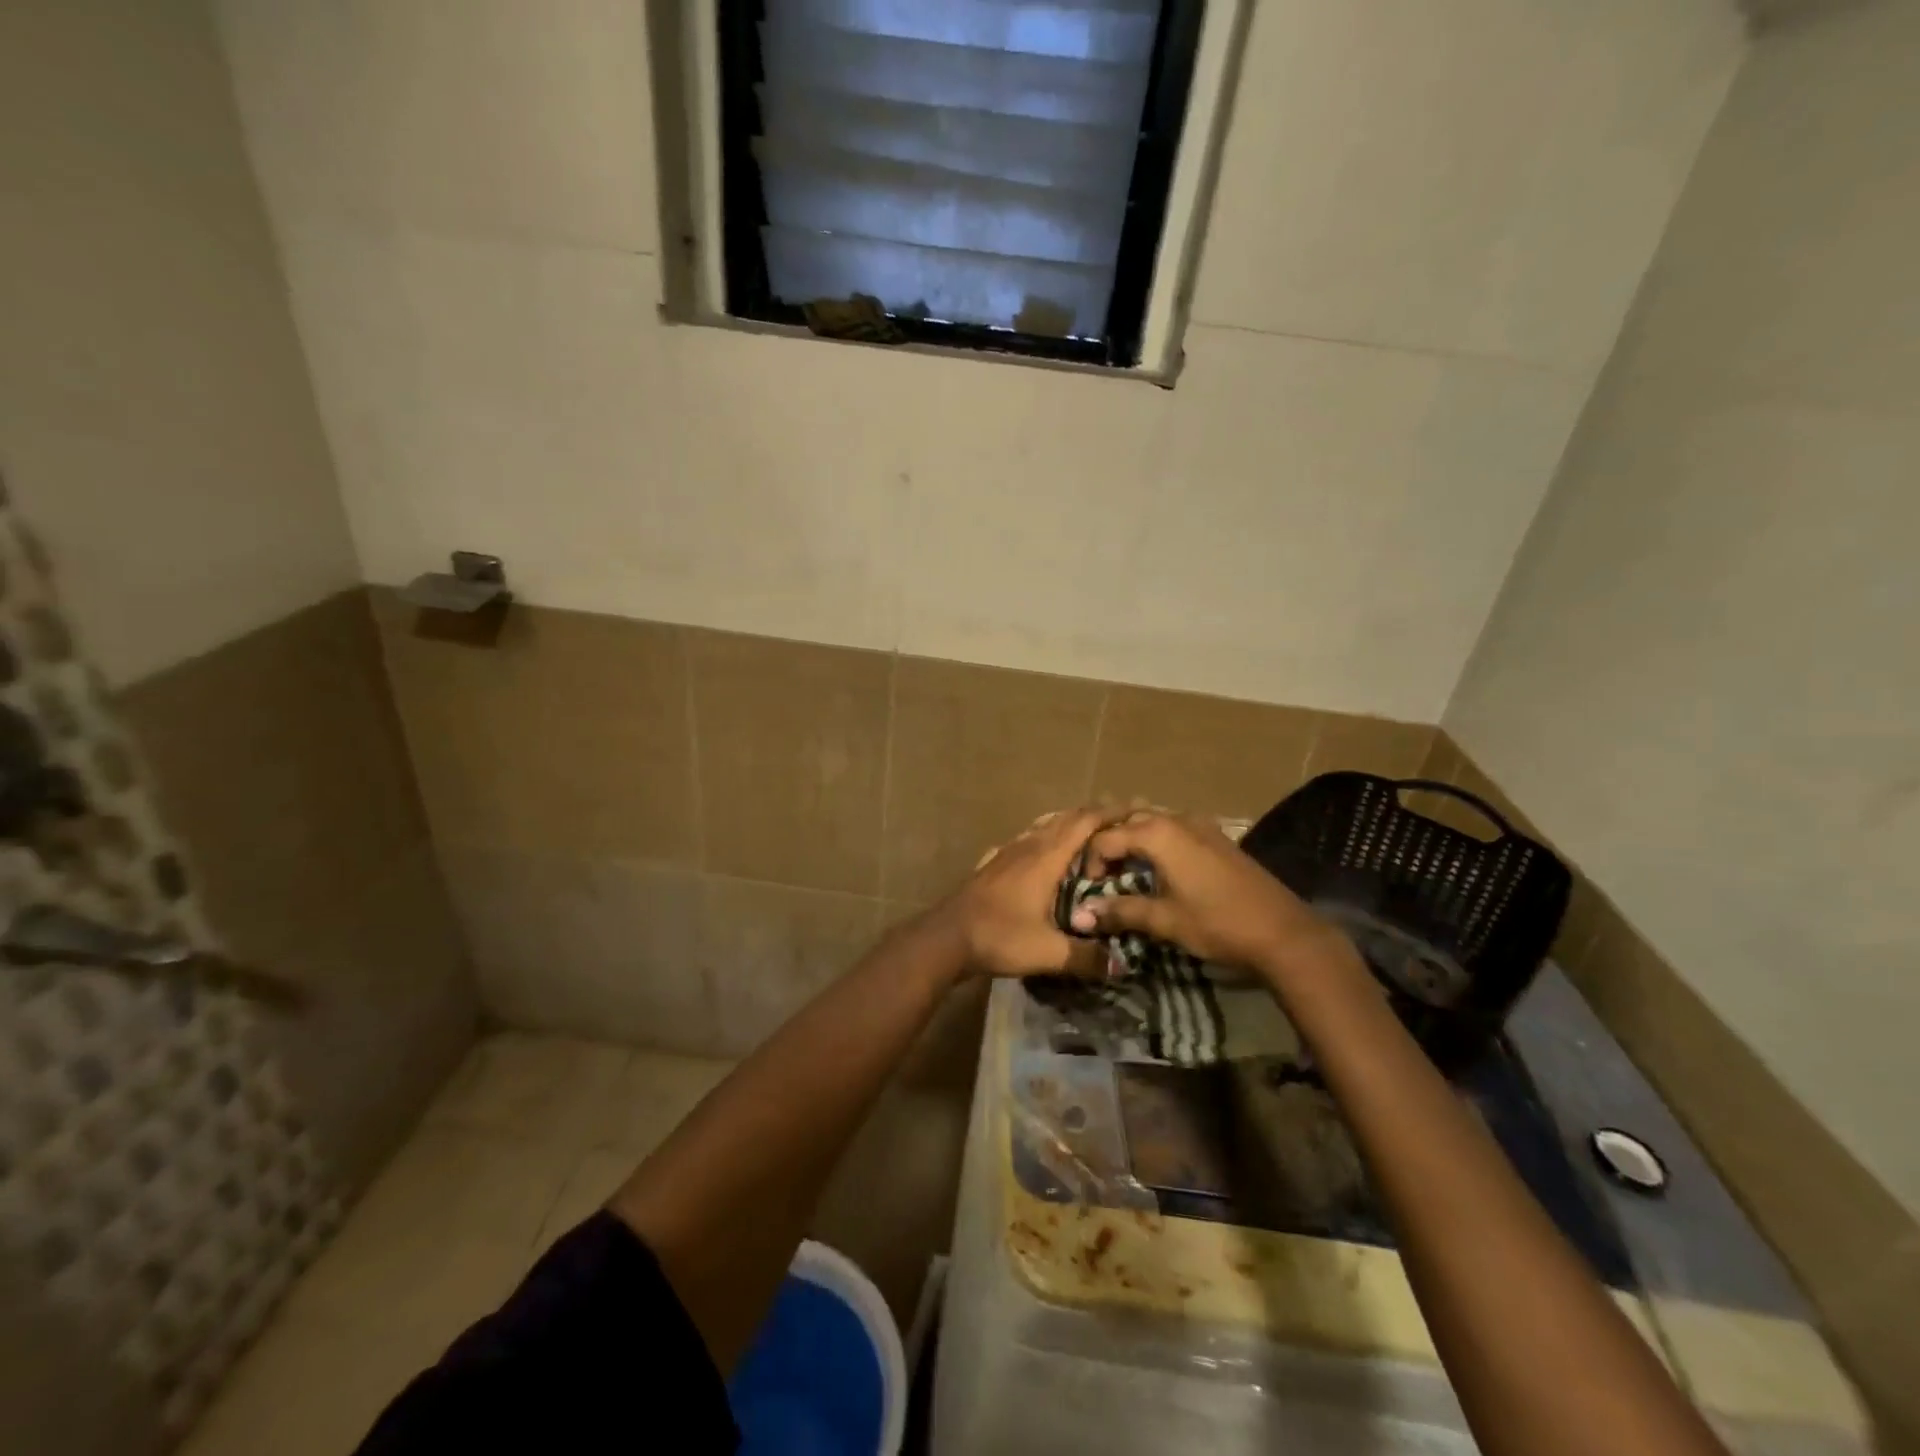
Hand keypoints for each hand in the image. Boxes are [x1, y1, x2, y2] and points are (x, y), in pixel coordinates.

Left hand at [930, 808, 1110, 979]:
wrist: (946, 936)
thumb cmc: (1000, 936)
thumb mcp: (1048, 952)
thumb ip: (1086, 957)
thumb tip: (1122, 966)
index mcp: (1046, 858)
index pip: (1083, 823)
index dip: (1110, 813)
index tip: (1135, 809)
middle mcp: (1028, 846)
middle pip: (1064, 818)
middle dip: (1093, 815)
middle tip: (1119, 820)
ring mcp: (1006, 852)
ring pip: (1042, 826)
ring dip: (1066, 823)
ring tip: (1086, 831)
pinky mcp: (992, 864)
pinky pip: (1023, 840)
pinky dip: (1041, 837)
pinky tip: (1040, 849)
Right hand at [1068, 809, 1332, 972]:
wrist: (1282, 931)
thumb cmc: (1217, 923)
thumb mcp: (1164, 920)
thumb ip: (1121, 911)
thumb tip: (1082, 915)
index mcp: (1157, 834)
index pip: (1105, 838)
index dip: (1090, 863)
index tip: (1089, 889)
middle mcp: (1175, 819)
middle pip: (1127, 819)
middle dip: (1108, 842)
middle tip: (1101, 874)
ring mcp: (1199, 824)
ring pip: (1152, 819)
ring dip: (1132, 838)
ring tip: (1124, 868)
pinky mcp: (1216, 836)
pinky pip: (1173, 827)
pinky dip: (1155, 840)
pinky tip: (1157, 866)